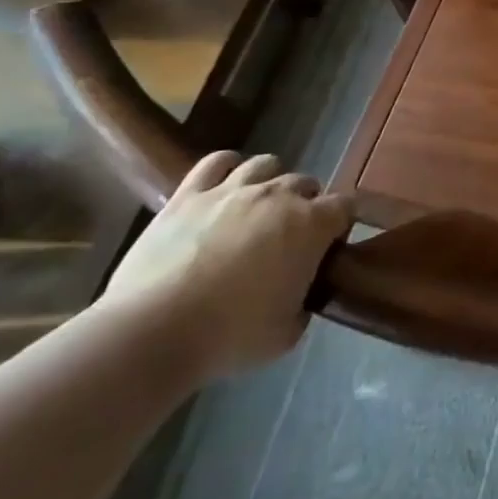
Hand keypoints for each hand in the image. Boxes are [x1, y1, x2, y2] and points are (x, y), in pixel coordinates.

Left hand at [99, 151, 352, 384]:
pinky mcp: (189, 194)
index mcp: (311, 225)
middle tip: (289, 238)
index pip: (345, 206)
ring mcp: (232, 190)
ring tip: (257, 208)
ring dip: (269, 182)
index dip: (340, 225)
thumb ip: (302, 304)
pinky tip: (224, 186)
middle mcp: (278, 196)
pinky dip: (226, 168)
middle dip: (305, 205)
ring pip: (266, 164)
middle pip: (306, 183)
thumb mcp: (286, 334)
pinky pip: (216, 162)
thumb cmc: (229, 336)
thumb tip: (298, 295)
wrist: (152, 333)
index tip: (328, 249)